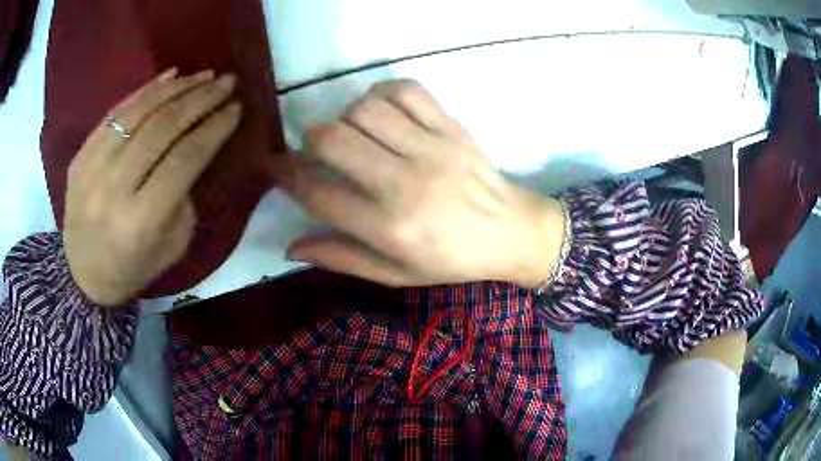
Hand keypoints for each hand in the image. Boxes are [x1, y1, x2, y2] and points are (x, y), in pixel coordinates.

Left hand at [64, 69, 242, 306]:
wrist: (82, 275)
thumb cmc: (133, 267)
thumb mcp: (172, 247)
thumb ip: (184, 197)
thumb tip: (195, 147)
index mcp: (142, 221)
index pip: (184, 159)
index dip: (214, 128)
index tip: (236, 108)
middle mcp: (114, 189)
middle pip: (162, 129)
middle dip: (200, 100)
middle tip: (227, 81)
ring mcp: (92, 169)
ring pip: (139, 113)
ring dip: (176, 88)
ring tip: (203, 75)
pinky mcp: (80, 157)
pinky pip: (115, 113)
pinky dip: (144, 91)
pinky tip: (169, 76)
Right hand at [282, 80, 564, 287]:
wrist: (510, 231)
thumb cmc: (451, 260)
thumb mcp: (394, 274)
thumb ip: (341, 258)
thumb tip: (289, 246)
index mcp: (388, 227)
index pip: (317, 191)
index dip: (285, 174)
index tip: (275, 166)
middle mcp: (405, 183)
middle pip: (332, 139)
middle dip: (309, 139)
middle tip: (316, 149)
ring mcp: (431, 149)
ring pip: (364, 109)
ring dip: (346, 116)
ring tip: (354, 133)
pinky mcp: (451, 126)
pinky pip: (405, 90)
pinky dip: (382, 93)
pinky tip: (382, 112)